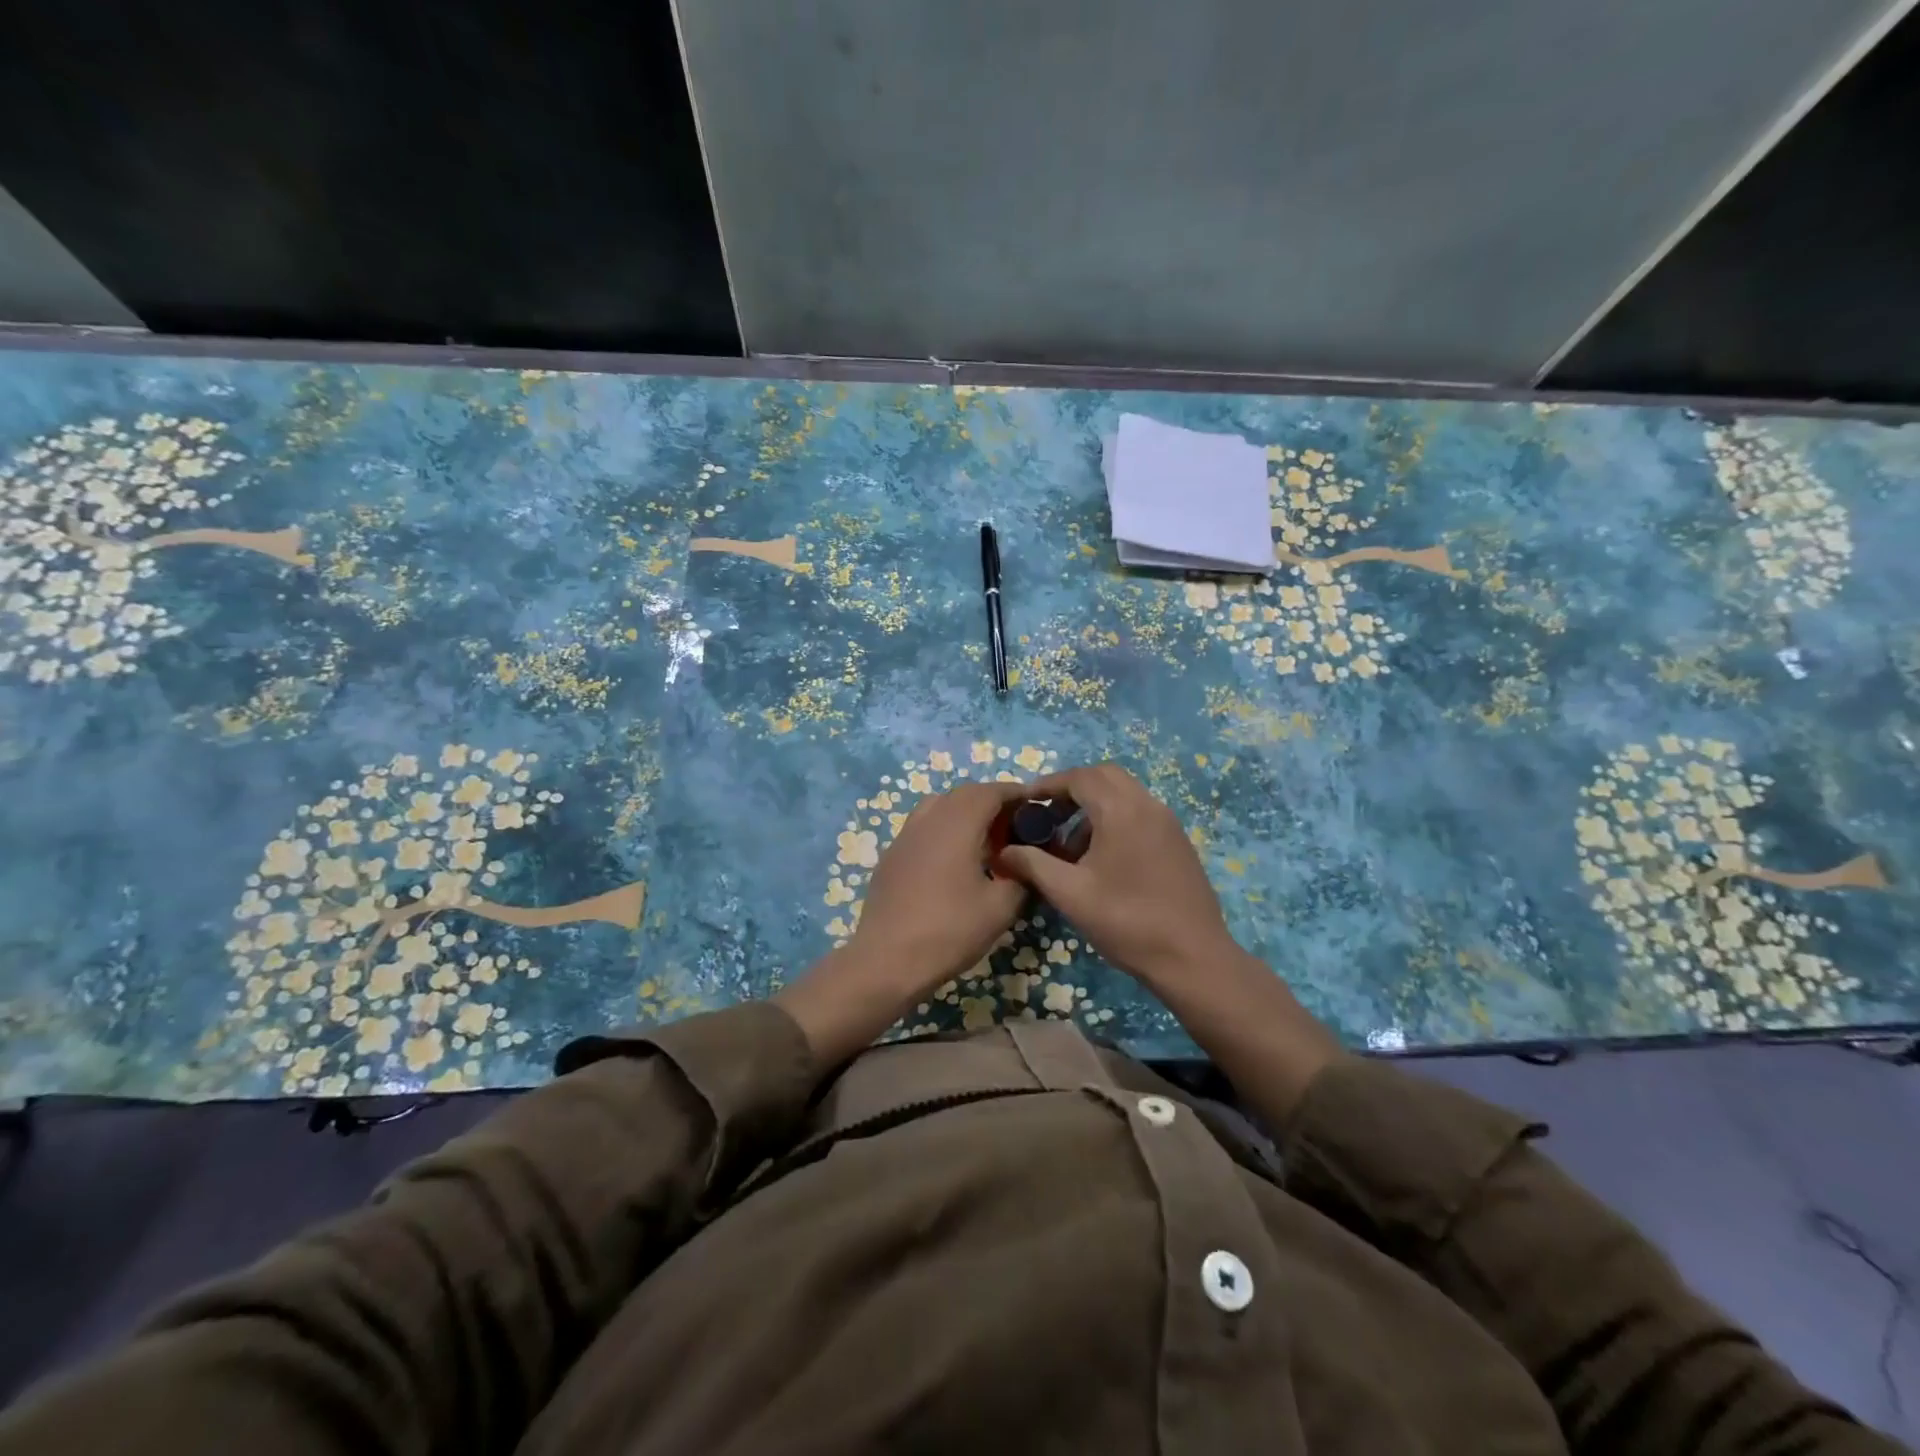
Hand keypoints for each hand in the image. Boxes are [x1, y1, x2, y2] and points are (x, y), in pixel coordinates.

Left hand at [776, 780, 1027, 1066]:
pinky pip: (922, 828)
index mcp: (957, 825)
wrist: (887, 960)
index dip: (1014, 792)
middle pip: (962, 794)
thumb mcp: (1000, 908)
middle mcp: (928, 820)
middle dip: (990, 800)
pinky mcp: (891, 857)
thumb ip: (1020, 877)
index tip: (1034, 804)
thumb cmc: (949, 930)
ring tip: (982, 839)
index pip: (989, 792)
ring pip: (937, 806)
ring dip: (963, 812)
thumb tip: (1024, 865)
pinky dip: (943, 829)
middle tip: (1013, 824)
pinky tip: (952, 860)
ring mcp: (904, 837)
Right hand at [994, 763, 1234, 988]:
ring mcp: (1168, 823)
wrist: (1193, 957)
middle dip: (1071, 790)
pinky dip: (1114, 820)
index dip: (1048, 785)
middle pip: (1104, 777)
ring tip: (1070, 847)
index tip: (1025, 801)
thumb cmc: (1126, 921)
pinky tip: (1101, 859)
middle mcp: (1148, 805)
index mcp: (1121, 810)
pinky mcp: (1178, 842)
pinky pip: (1140, 813)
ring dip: (1093, 807)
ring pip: (1124, 795)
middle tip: (1047, 816)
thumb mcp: (1070, 893)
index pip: (1079, 777)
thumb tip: (1003, 852)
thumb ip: (1033, 864)